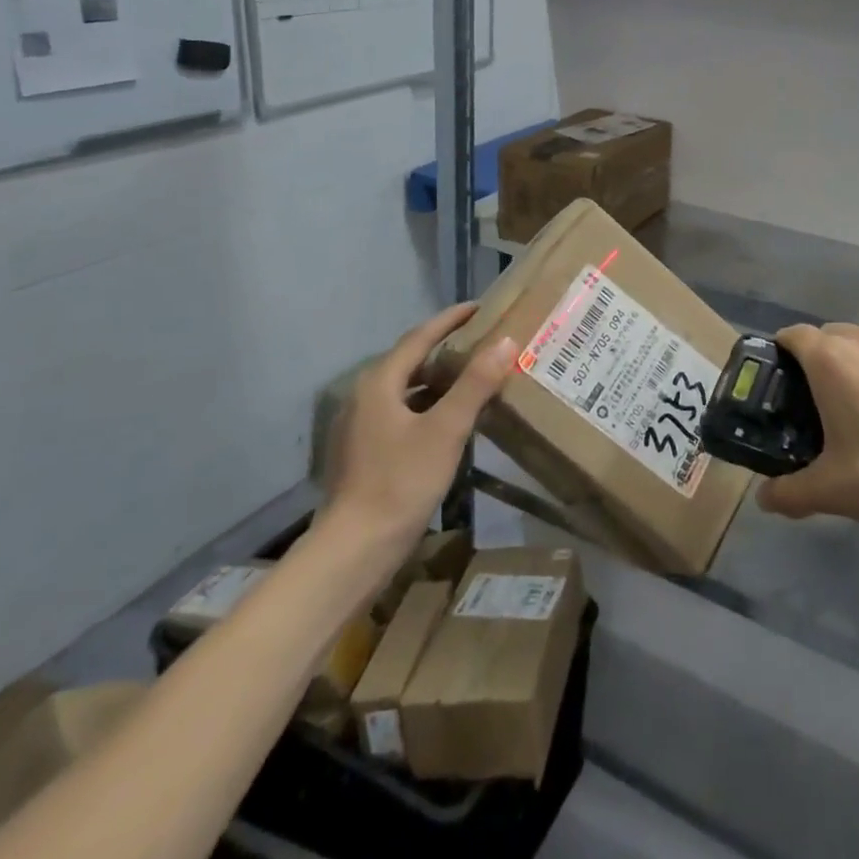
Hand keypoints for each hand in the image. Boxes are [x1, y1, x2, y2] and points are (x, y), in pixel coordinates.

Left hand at [318, 304, 515, 558]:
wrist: (353, 551)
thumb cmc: (400, 482)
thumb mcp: (446, 430)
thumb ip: (475, 384)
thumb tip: (506, 341)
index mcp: (379, 382)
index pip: (419, 337)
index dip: (450, 319)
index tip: (479, 306)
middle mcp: (365, 396)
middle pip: (411, 361)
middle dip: (446, 348)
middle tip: (483, 340)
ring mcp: (361, 426)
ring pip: (407, 389)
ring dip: (438, 380)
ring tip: (474, 375)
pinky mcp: (365, 452)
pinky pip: (402, 413)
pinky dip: (428, 406)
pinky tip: (451, 420)